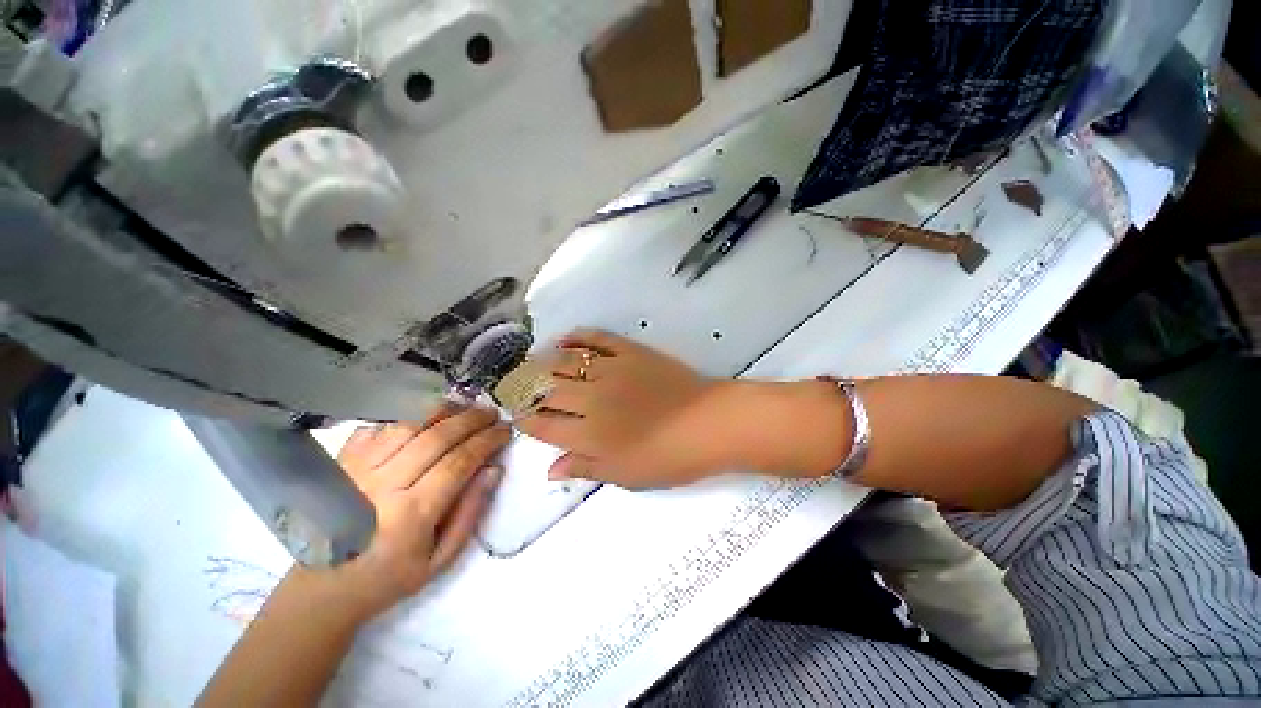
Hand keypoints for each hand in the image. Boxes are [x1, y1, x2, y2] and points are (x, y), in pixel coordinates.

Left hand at [331, 406, 509, 616]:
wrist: (323, 586)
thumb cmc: (389, 576)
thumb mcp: (440, 559)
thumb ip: (470, 513)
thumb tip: (494, 469)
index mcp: (411, 515)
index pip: (459, 462)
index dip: (486, 441)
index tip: (505, 431)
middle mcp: (383, 485)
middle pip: (436, 436)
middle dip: (471, 419)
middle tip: (491, 414)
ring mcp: (357, 469)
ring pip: (407, 423)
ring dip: (442, 410)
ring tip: (464, 408)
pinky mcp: (341, 461)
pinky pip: (378, 425)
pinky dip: (406, 414)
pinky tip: (425, 415)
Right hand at [515, 330, 730, 488]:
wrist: (709, 423)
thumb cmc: (669, 457)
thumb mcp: (625, 475)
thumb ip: (585, 468)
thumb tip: (550, 470)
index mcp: (588, 434)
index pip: (543, 425)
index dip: (525, 420)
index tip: (516, 416)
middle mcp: (591, 399)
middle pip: (546, 389)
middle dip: (524, 388)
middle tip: (515, 386)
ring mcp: (610, 371)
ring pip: (565, 362)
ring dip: (543, 362)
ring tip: (531, 363)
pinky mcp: (630, 352)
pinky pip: (597, 339)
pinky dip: (578, 337)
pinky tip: (564, 339)